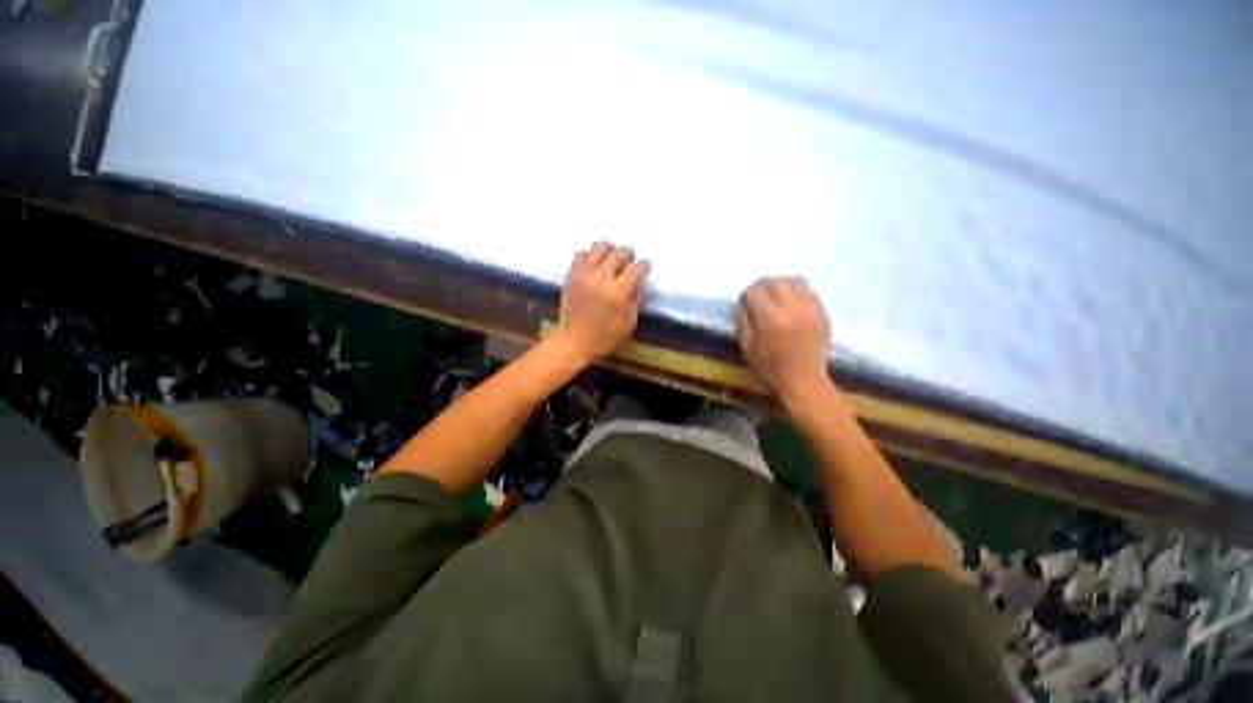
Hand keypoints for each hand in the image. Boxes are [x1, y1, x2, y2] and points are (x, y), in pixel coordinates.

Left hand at [557, 241, 649, 364]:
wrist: (573, 341)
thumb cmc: (604, 337)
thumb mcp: (628, 323)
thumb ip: (635, 300)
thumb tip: (637, 284)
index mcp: (618, 293)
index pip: (636, 268)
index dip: (644, 266)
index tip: (645, 268)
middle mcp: (601, 279)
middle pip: (619, 253)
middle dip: (628, 254)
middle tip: (630, 260)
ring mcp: (584, 275)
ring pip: (599, 247)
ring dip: (609, 250)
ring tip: (611, 258)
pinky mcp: (572, 275)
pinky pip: (581, 255)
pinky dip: (590, 255)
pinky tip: (594, 264)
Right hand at [737, 277, 830, 402]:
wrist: (805, 382)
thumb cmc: (772, 369)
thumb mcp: (748, 348)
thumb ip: (743, 322)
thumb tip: (744, 304)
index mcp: (770, 317)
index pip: (754, 290)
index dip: (747, 295)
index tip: (747, 303)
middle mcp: (791, 307)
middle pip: (775, 281)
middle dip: (764, 286)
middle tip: (762, 297)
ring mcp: (809, 308)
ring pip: (795, 280)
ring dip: (784, 285)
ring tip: (780, 297)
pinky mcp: (821, 313)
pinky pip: (809, 292)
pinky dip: (799, 294)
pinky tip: (795, 307)